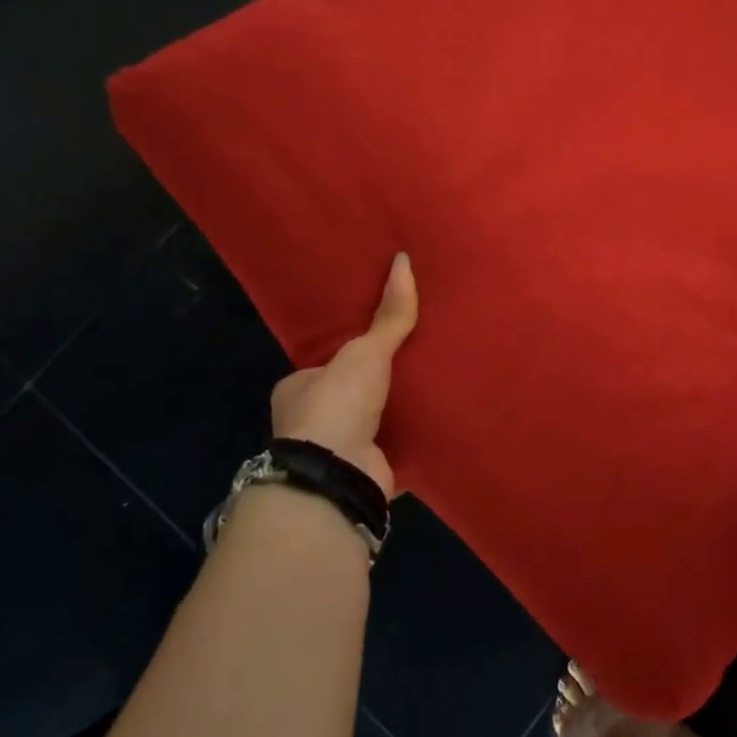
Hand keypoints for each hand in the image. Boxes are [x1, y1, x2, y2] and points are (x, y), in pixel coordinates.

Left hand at [269, 253, 416, 497]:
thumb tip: (404, 259)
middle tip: (418, 355)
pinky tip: (437, 423)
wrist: (336, 478)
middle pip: (353, 390)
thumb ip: (389, 315)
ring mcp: (338, 451)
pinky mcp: (365, 474)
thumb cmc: (337, 406)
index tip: (382, 336)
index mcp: (299, 388)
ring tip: (435, 384)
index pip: (327, 361)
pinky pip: (394, 449)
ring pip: (374, 421)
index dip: (353, 348)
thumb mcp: (366, 351)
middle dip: (379, 380)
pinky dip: (412, 440)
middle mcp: (312, 421)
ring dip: (398, 410)